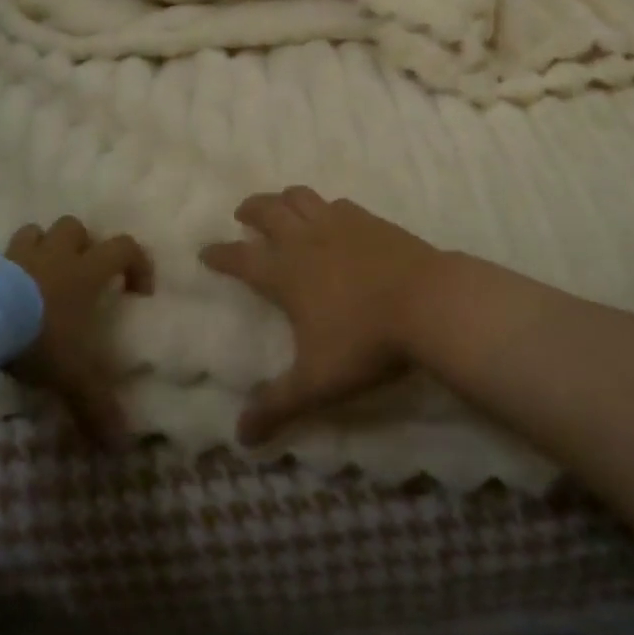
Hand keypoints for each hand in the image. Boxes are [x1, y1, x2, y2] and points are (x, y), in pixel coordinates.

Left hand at [5, 216, 153, 449]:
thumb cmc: (38, 337)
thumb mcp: (72, 375)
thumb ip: (96, 405)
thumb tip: (120, 446)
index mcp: (87, 271)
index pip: (125, 247)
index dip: (138, 262)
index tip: (137, 290)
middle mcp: (58, 254)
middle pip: (77, 227)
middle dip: (82, 245)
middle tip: (80, 276)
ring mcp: (21, 254)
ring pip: (38, 231)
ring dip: (43, 247)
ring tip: (40, 276)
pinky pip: (2, 254)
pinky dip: (8, 266)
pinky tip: (4, 292)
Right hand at [202, 188, 447, 445]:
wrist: (428, 302)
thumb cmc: (365, 342)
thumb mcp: (317, 383)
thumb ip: (277, 406)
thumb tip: (240, 437)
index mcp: (285, 273)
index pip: (240, 258)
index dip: (219, 254)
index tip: (205, 251)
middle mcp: (306, 240)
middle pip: (268, 210)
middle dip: (250, 209)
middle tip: (242, 214)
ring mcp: (339, 224)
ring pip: (301, 197)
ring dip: (284, 198)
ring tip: (281, 206)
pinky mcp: (370, 220)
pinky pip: (338, 204)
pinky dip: (325, 207)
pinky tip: (333, 217)